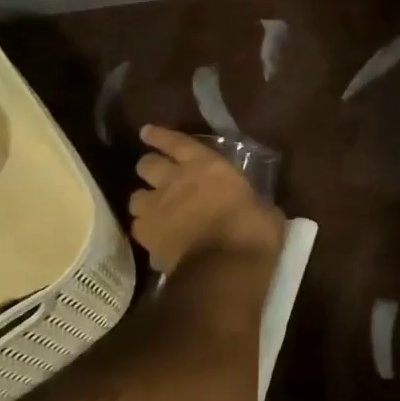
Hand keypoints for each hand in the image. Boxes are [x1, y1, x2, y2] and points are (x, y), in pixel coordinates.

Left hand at [128, 126, 281, 274]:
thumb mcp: (264, 210)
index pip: (177, 142)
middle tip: (158, 177)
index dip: (160, 136)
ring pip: (135, 197)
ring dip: (145, 201)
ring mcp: (157, 209)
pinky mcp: (147, 237)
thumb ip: (251, 202)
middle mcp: (175, 181)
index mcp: (207, 167)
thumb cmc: (253, 233)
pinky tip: (156, 237)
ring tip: (154, 210)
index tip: (147, 132)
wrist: (225, 268)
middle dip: (151, 169)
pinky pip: (139, 228)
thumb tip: (256, 207)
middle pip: (147, 165)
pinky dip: (146, 231)